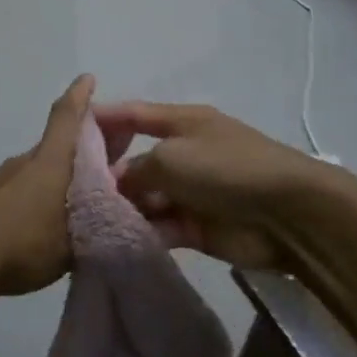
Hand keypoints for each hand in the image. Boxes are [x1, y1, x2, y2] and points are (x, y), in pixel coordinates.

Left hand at [0, 75, 94, 300]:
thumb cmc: (24, 244)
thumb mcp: (75, 240)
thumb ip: (101, 219)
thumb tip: (119, 204)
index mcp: (50, 161)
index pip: (67, 118)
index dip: (79, 97)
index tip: (87, 79)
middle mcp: (25, 161)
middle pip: (57, 145)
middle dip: (82, 148)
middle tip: (108, 161)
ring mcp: (1, 180)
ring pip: (39, 168)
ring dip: (59, 175)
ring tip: (80, 197)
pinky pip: (22, 188)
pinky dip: (39, 194)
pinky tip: (46, 220)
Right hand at [92, 102, 348, 272]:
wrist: (288, 214)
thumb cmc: (226, 169)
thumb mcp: (171, 157)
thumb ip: (135, 170)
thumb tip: (118, 185)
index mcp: (182, 123)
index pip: (134, 115)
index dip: (103, 119)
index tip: (68, 131)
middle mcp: (184, 153)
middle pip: (136, 161)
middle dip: (108, 176)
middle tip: (71, 194)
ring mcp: (191, 191)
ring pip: (146, 198)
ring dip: (124, 209)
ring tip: (88, 223)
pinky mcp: (197, 227)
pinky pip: (161, 226)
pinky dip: (142, 232)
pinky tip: (114, 241)